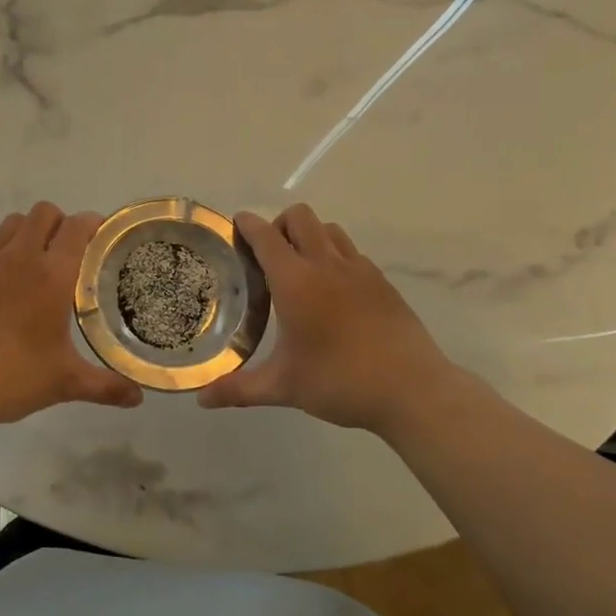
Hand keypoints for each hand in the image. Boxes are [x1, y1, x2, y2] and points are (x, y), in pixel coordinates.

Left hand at [0, 202, 144, 430]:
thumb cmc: (11, 379)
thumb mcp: (64, 383)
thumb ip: (105, 386)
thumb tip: (138, 398)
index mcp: (51, 276)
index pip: (77, 227)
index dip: (92, 223)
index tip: (99, 235)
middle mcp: (19, 257)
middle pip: (43, 213)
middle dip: (59, 223)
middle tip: (65, 251)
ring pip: (11, 223)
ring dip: (26, 232)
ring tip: (30, 261)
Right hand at [198, 205, 463, 434]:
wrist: (412, 390)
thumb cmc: (341, 382)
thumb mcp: (284, 387)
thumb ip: (239, 389)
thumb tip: (202, 399)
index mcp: (295, 281)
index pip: (265, 235)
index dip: (246, 224)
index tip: (234, 226)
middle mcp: (326, 264)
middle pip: (299, 216)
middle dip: (278, 224)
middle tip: (268, 256)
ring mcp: (359, 270)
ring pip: (329, 229)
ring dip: (309, 236)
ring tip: (300, 269)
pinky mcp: (382, 282)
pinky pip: (351, 252)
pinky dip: (334, 256)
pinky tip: (333, 291)